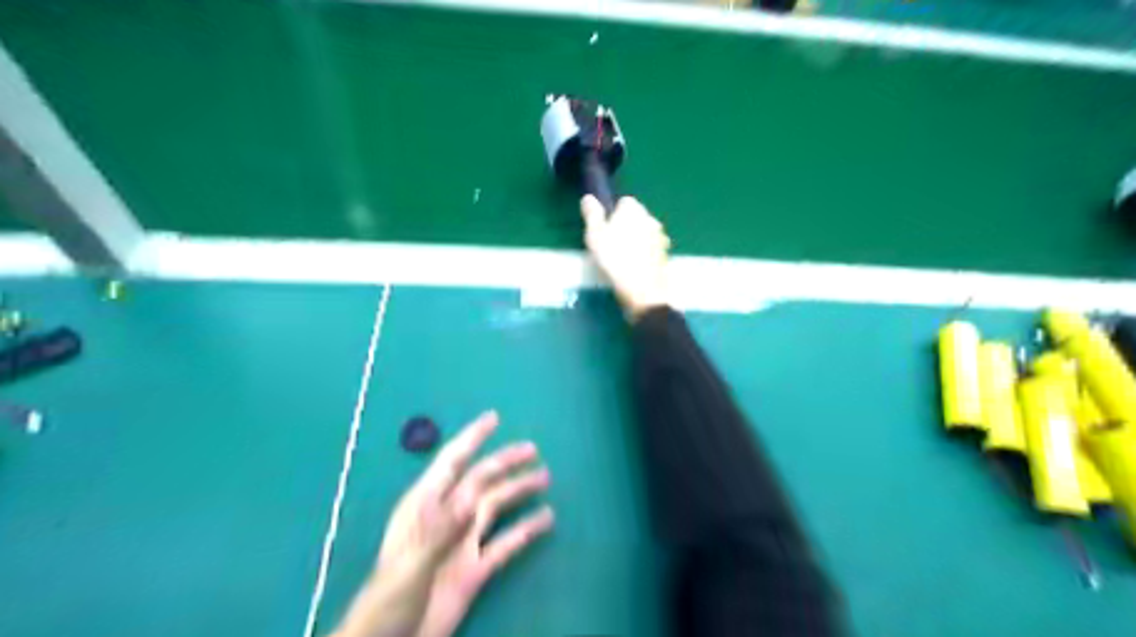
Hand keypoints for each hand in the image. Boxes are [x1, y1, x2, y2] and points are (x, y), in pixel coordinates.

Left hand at [418, 412, 558, 635]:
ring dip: (519, 490)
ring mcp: (463, 542)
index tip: (494, 418)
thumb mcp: (410, 563)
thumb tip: (470, 497)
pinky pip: (506, 543)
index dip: (471, 438)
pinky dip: (527, 530)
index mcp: (424, 507)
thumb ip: (440, 529)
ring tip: (545, 477)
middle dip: (505, 461)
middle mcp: (447, 517)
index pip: (451, 462)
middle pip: (481, 480)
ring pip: (496, 506)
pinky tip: (546, 520)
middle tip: (532, 449)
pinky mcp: (476, 569)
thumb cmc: (388, 601)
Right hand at [581, 193, 666, 319]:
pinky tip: (635, 267)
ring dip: (637, 240)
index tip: (605, 230)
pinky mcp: (665, 254)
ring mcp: (661, 236)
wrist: (642, 289)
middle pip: (637, 217)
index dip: (614, 214)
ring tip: (623, 258)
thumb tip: (588, 197)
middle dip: (627, 226)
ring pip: (646, 233)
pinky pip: (652, 249)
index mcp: (633, 209)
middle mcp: (650, 218)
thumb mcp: (595, 236)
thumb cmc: (615, 259)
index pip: (624, 202)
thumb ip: (592, 214)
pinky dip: (645, 254)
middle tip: (612, 245)